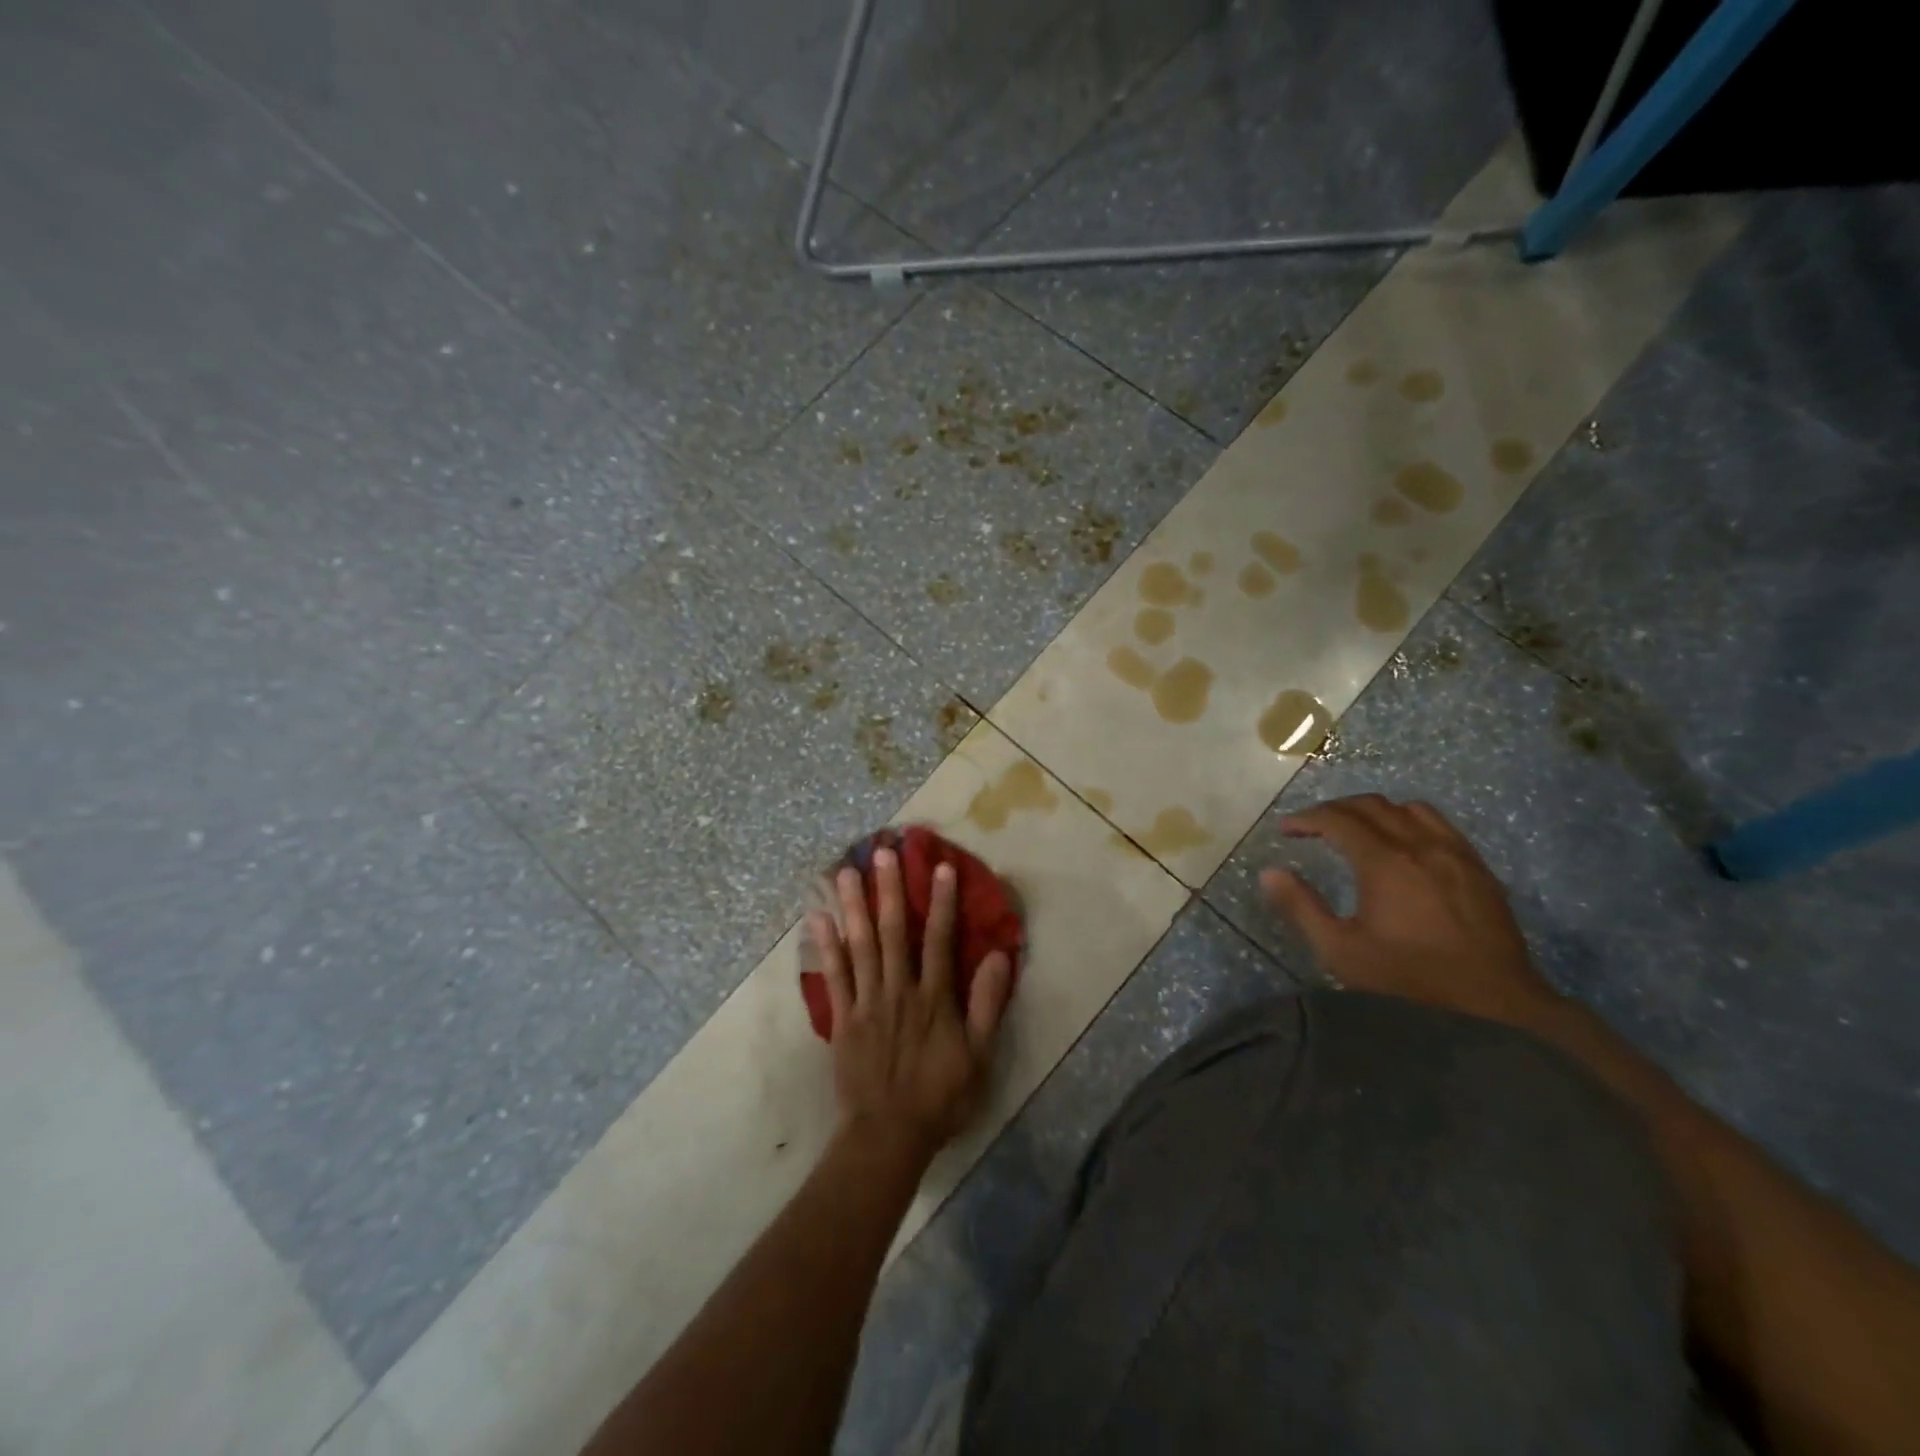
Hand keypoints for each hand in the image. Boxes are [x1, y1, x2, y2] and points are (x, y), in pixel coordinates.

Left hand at [809, 848, 1013, 1166]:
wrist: (887, 1136)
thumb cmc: (939, 1097)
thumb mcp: (978, 1057)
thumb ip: (987, 1005)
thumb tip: (1000, 956)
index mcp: (934, 998)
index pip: (940, 940)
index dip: (942, 902)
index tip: (940, 866)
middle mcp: (899, 990)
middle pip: (894, 932)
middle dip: (889, 890)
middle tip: (881, 852)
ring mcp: (866, 1002)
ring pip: (860, 945)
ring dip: (854, 906)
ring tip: (845, 871)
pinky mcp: (842, 1019)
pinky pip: (833, 976)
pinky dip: (826, 946)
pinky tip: (818, 918)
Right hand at [1260, 794, 1560, 1028]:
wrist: (1496, 1009)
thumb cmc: (1409, 982)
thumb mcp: (1341, 951)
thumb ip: (1301, 908)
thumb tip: (1269, 872)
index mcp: (1385, 862)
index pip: (1338, 819)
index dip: (1307, 818)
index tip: (1286, 829)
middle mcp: (1421, 846)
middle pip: (1373, 805)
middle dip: (1336, 809)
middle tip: (1313, 826)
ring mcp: (1457, 855)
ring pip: (1411, 809)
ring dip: (1377, 811)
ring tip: (1359, 830)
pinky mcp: (1480, 870)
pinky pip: (1442, 826)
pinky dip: (1412, 822)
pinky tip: (1406, 847)